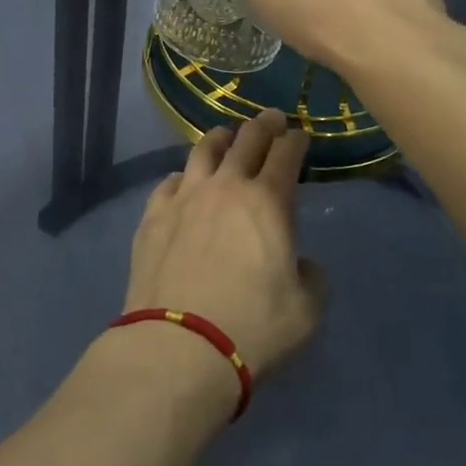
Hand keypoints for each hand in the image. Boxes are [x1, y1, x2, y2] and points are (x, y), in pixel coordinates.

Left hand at [123, 110, 326, 379]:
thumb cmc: (253, 327)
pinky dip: (185, 176)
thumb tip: (299, 263)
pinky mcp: (154, 214)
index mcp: (268, 201)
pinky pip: (170, 181)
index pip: (285, 154)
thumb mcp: (306, 310)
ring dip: (221, 138)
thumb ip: (311, 276)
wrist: (179, 346)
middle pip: (246, 140)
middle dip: (264, 125)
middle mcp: (226, 186)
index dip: (295, 141)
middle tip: (272, 119)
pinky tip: (185, 182)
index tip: (299, 136)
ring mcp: (185, 196)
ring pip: (204, 150)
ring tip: (226, 136)